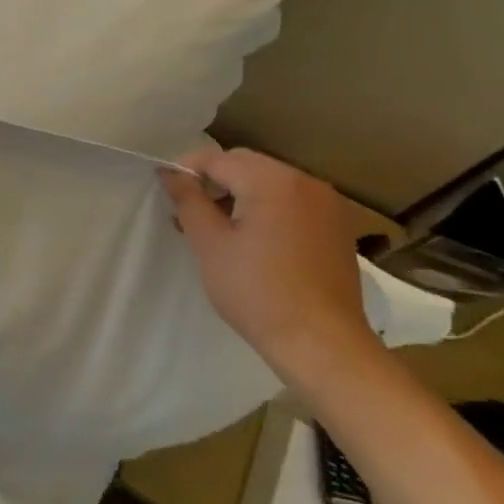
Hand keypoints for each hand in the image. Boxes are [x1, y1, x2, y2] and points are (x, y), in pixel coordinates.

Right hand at [160, 146, 375, 381]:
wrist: (323, 345)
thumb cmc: (257, 292)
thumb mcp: (209, 244)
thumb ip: (187, 200)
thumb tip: (170, 172)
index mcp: (273, 181)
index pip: (217, 159)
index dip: (186, 171)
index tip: (167, 194)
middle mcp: (304, 181)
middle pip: (245, 165)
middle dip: (214, 181)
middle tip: (189, 213)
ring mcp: (326, 204)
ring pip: (268, 182)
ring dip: (239, 195)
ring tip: (217, 229)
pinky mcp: (336, 227)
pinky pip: (291, 202)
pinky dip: (266, 209)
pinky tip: (253, 240)